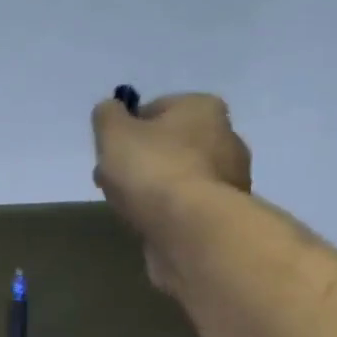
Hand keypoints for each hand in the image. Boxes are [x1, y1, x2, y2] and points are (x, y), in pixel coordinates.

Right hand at [91, 92, 252, 221]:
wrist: (191, 229)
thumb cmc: (152, 171)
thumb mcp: (113, 133)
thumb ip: (107, 116)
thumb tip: (109, 110)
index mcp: (202, 107)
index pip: (156, 108)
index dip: (127, 129)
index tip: (108, 154)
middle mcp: (225, 136)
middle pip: (169, 144)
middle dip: (140, 161)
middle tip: (114, 183)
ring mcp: (229, 178)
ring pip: (178, 177)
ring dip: (154, 189)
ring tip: (128, 208)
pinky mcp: (224, 214)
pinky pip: (187, 206)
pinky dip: (168, 212)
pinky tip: (151, 224)